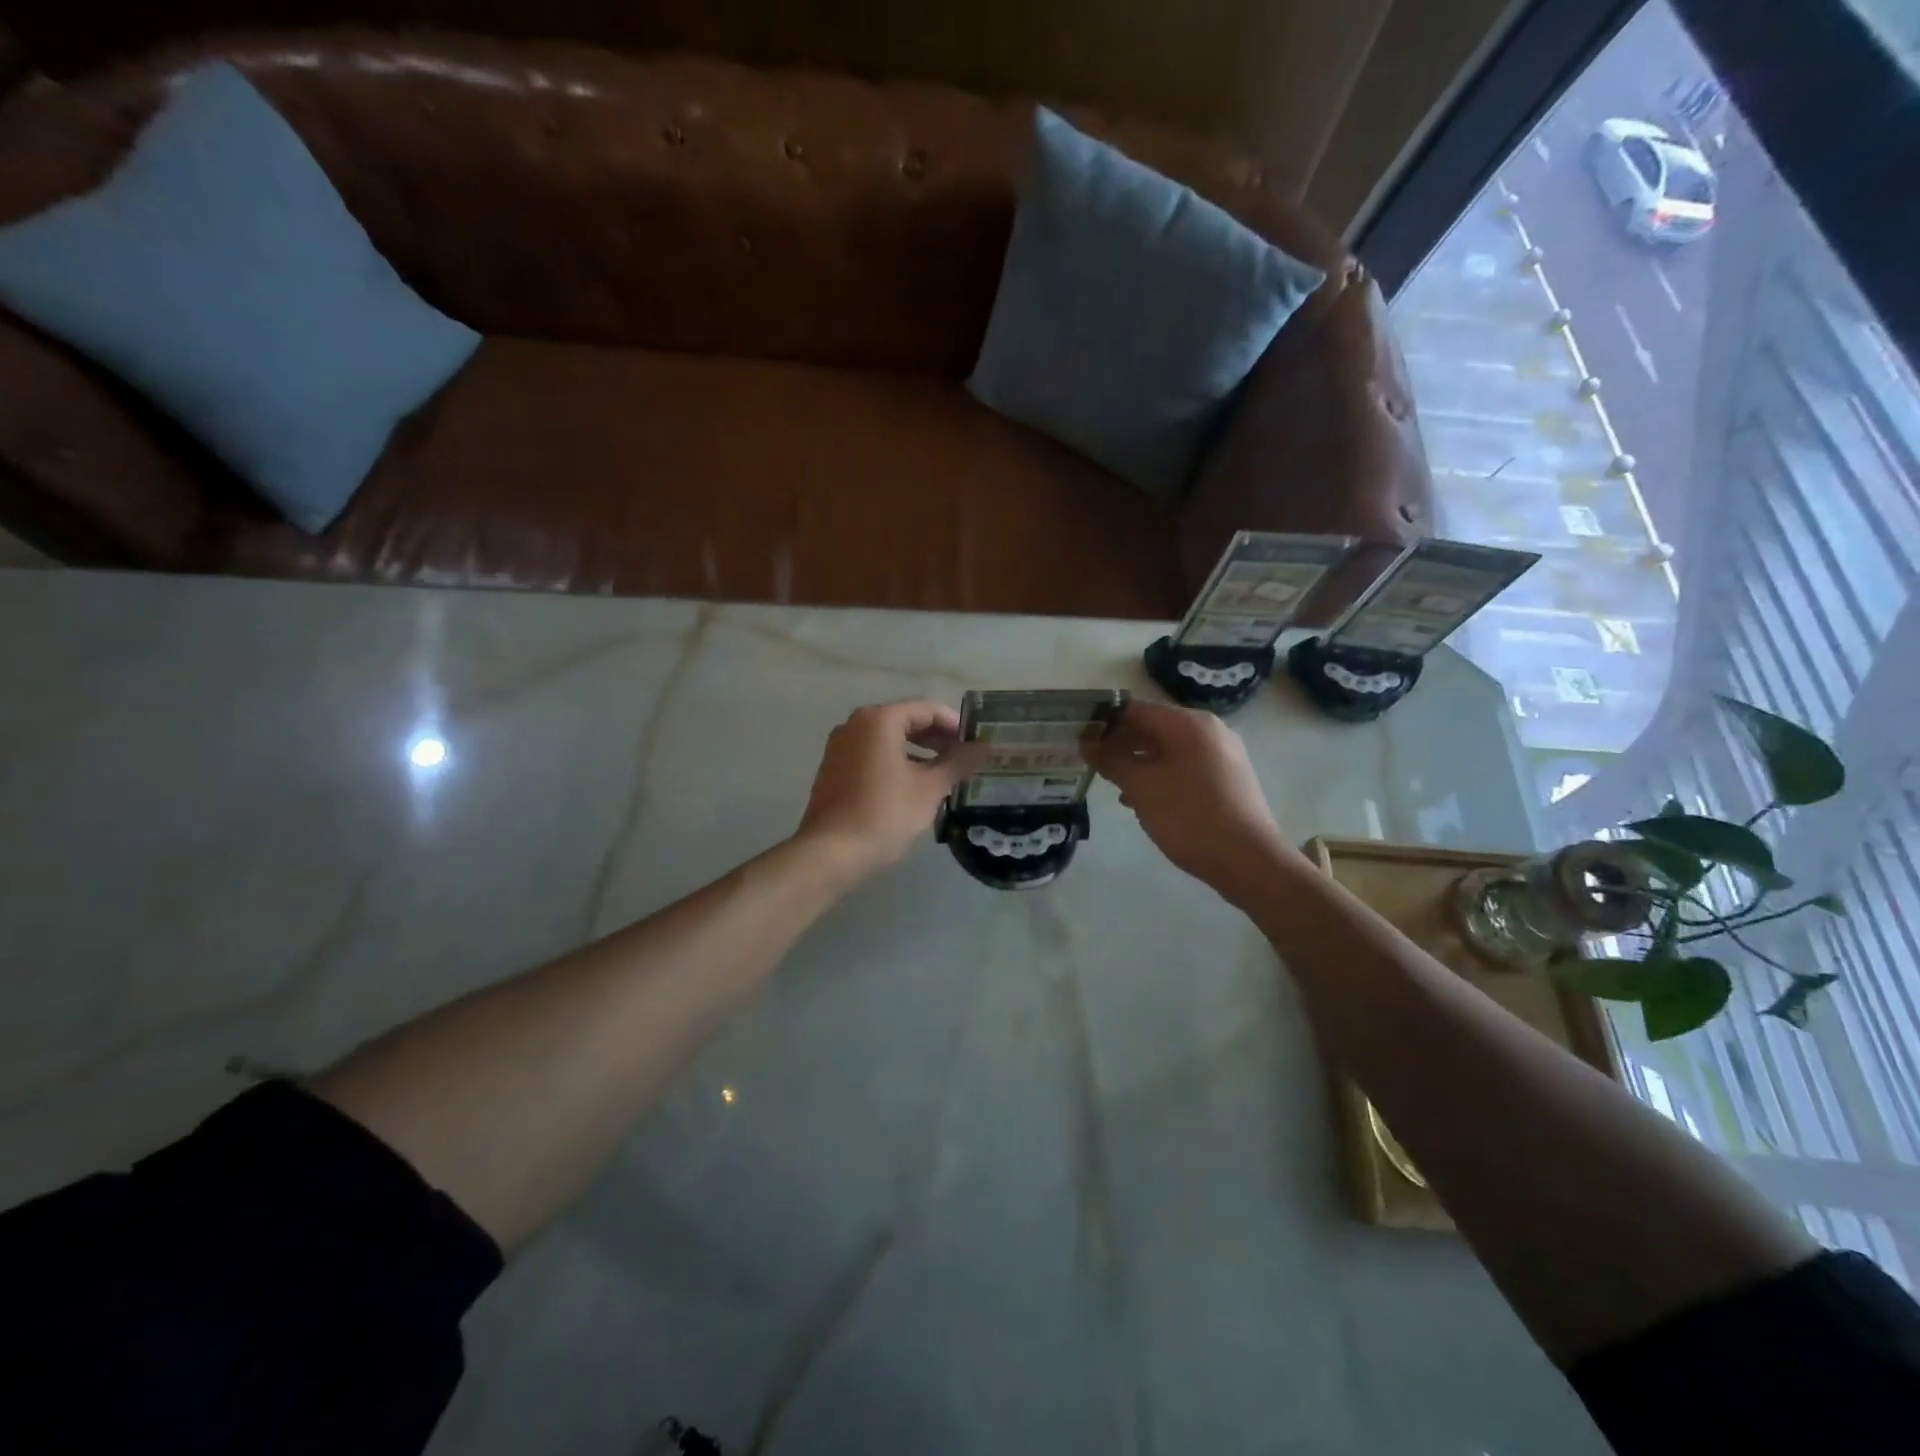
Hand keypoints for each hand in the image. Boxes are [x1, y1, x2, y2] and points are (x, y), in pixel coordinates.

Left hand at [795, 700, 981, 884]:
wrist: (830, 854)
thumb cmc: (884, 815)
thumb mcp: (929, 788)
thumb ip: (958, 762)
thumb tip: (985, 747)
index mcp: (879, 719)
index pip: (928, 710)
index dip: (956, 725)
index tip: (977, 745)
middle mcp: (855, 724)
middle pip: (906, 721)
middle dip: (938, 739)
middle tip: (965, 760)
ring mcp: (840, 746)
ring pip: (889, 739)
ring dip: (918, 752)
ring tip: (944, 775)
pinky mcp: (834, 769)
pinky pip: (872, 755)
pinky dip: (896, 762)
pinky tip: (914, 786)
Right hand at [1084, 700, 1302, 901]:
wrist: (1249, 861)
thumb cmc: (1189, 817)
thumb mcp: (1141, 787)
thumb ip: (1111, 760)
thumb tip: (1087, 742)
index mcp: (1189, 724)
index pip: (1136, 709)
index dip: (1105, 722)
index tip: (1080, 739)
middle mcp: (1210, 730)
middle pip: (1154, 727)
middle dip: (1121, 744)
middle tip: (1093, 765)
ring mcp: (1224, 754)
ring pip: (1170, 749)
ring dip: (1139, 763)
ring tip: (1115, 786)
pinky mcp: (1229, 778)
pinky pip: (1186, 766)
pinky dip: (1162, 776)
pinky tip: (1144, 800)